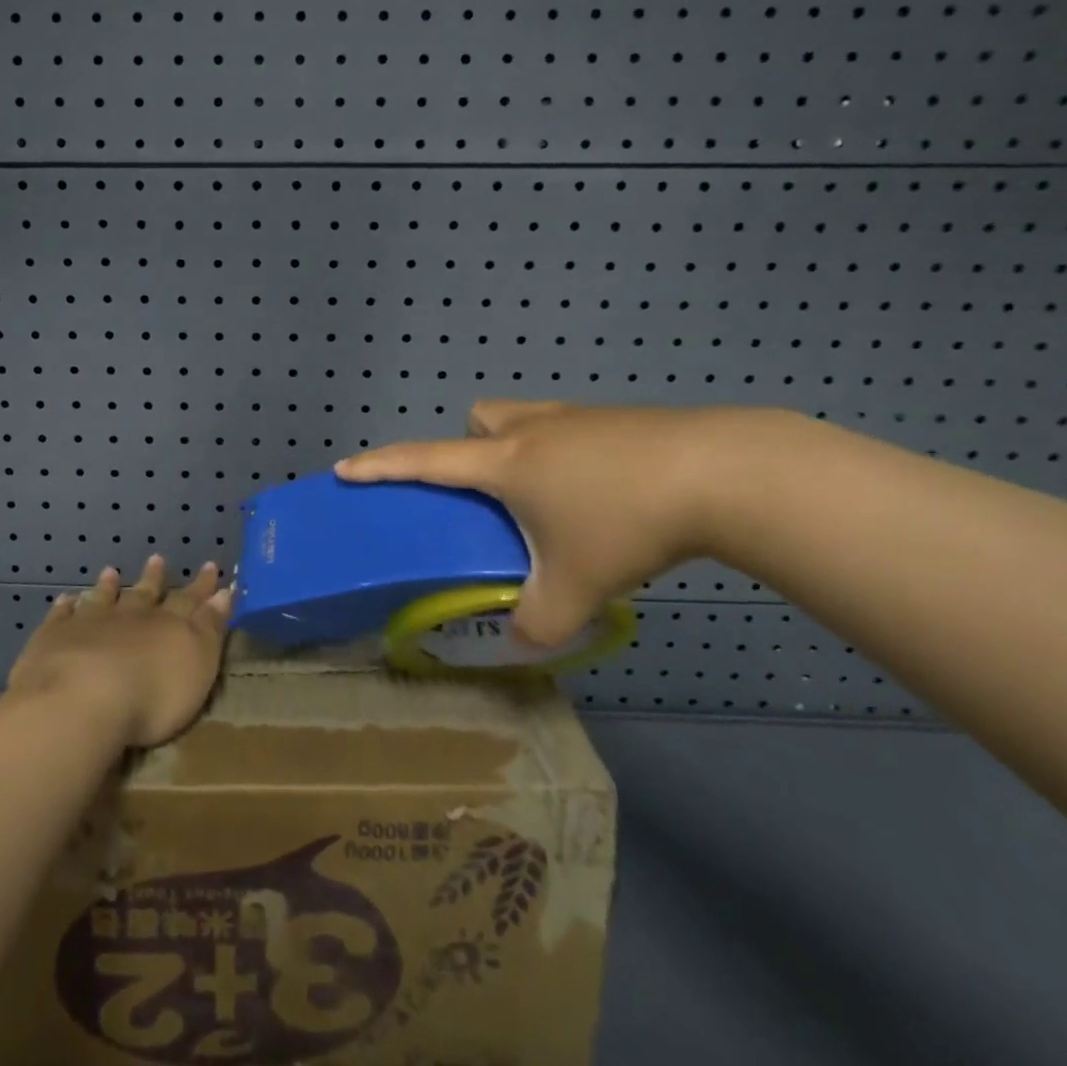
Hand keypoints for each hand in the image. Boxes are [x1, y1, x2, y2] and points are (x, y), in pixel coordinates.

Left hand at [7, 556, 232, 749]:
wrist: (82, 700)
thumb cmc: (152, 694)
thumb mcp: (198, 664)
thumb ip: (210, 628)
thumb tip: (224, 593)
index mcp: (168, 625)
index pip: (189, 600)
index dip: (201, 586)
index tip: (210, 566)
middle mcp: (130, 617)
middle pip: (144, 594)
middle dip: (154, 578)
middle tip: (157, 559)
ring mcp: (89, 624)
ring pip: (102, 599)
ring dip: (109, 587)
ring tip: (110, 572)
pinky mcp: (54, 638)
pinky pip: (61, 617)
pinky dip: (66, 607)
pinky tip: (66, 600)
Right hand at [336, 400, 731, 645]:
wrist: (720, 471)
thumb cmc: (626, 521)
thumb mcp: (577, 586)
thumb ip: (540, 624)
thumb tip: (520, 647)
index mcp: (505, 463)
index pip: (424, 461)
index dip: (381, 467)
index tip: (346, 470)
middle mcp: (532, 430)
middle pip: (477, 420)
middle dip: (471, 450)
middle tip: (493, 495)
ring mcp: (578, 418)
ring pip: (524, 419)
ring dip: (519, 448)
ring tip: (549, 497)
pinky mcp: (619, 420)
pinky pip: (570, 429)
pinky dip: (568, 454)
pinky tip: (606, 494)